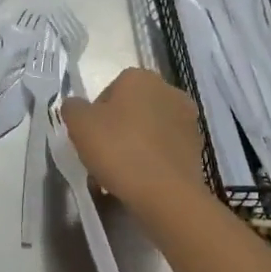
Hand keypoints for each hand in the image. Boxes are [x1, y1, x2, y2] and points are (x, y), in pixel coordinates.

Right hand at [62, 68, 204, 211]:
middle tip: (102, 156)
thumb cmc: (118, 149)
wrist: (165, 193)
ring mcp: (187, 120)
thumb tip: (76, 106)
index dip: (96, 115)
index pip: (110, 90)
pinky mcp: (197, 148)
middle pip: (132, 109)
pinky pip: (165, 150)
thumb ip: (73, 108)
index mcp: (140, 77)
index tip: (89, 138)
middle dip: (117, 129)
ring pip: (150, 130)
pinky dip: (152, 160)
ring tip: (119, 174)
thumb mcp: (79, 124)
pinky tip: (139, 181)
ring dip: (135, 145)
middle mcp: (169, 91)